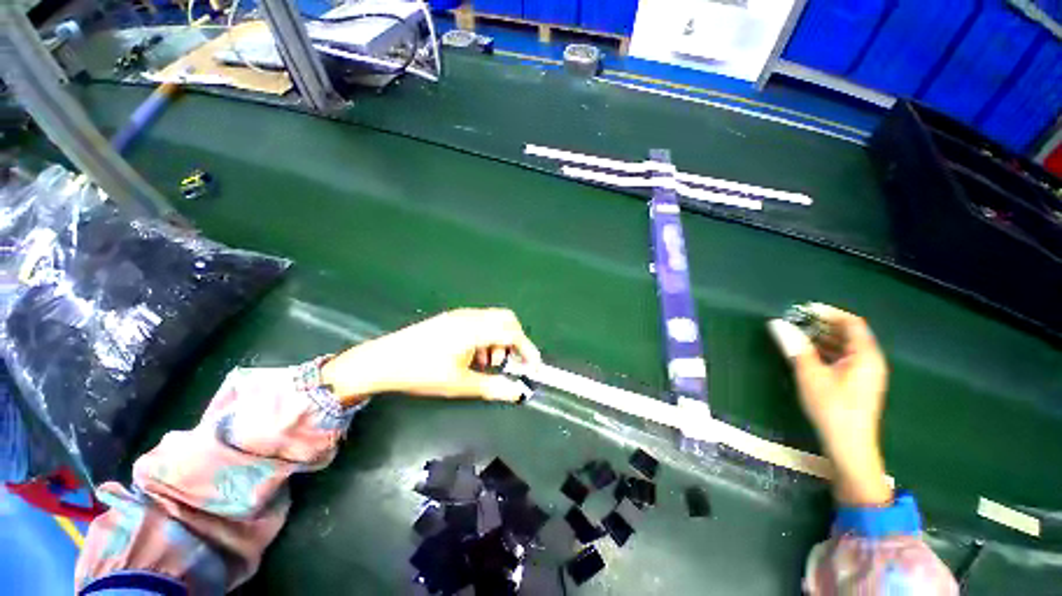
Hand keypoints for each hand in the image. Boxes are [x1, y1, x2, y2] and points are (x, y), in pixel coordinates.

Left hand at [321, 308, 540, 406]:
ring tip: (486, 364)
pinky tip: (473, 356)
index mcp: (475, 329)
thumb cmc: (422, 372)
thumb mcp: (460, 384)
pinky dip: (486, 337)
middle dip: (515, 341)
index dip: (527, 350)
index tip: (534, 368)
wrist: (382, 361)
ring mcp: (460, 315)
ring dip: (499, 340)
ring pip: (493, 320)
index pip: (513, 333)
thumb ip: (493, 387)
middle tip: (509, 363)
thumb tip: (518, 393)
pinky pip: (479, 322)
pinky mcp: (451, 318)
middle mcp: (471, 316)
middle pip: (506, 319)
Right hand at [768, 303, 891, 505]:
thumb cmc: (832, 408)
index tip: (803, 309)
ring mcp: (865, 374)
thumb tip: (776, 324)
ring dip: (823, 338)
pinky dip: (826, 352)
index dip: (828, 312)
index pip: (851, 323)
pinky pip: (843, 359)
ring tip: (797, 336)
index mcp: (865, 356)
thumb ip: (795, 347)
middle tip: (796, 322)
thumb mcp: (810, 375)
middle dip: (823, 325)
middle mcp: (870, 361)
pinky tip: (808, 355)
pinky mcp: (858, 385)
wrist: (849, 446)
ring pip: (845, 347)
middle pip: (849, 334)